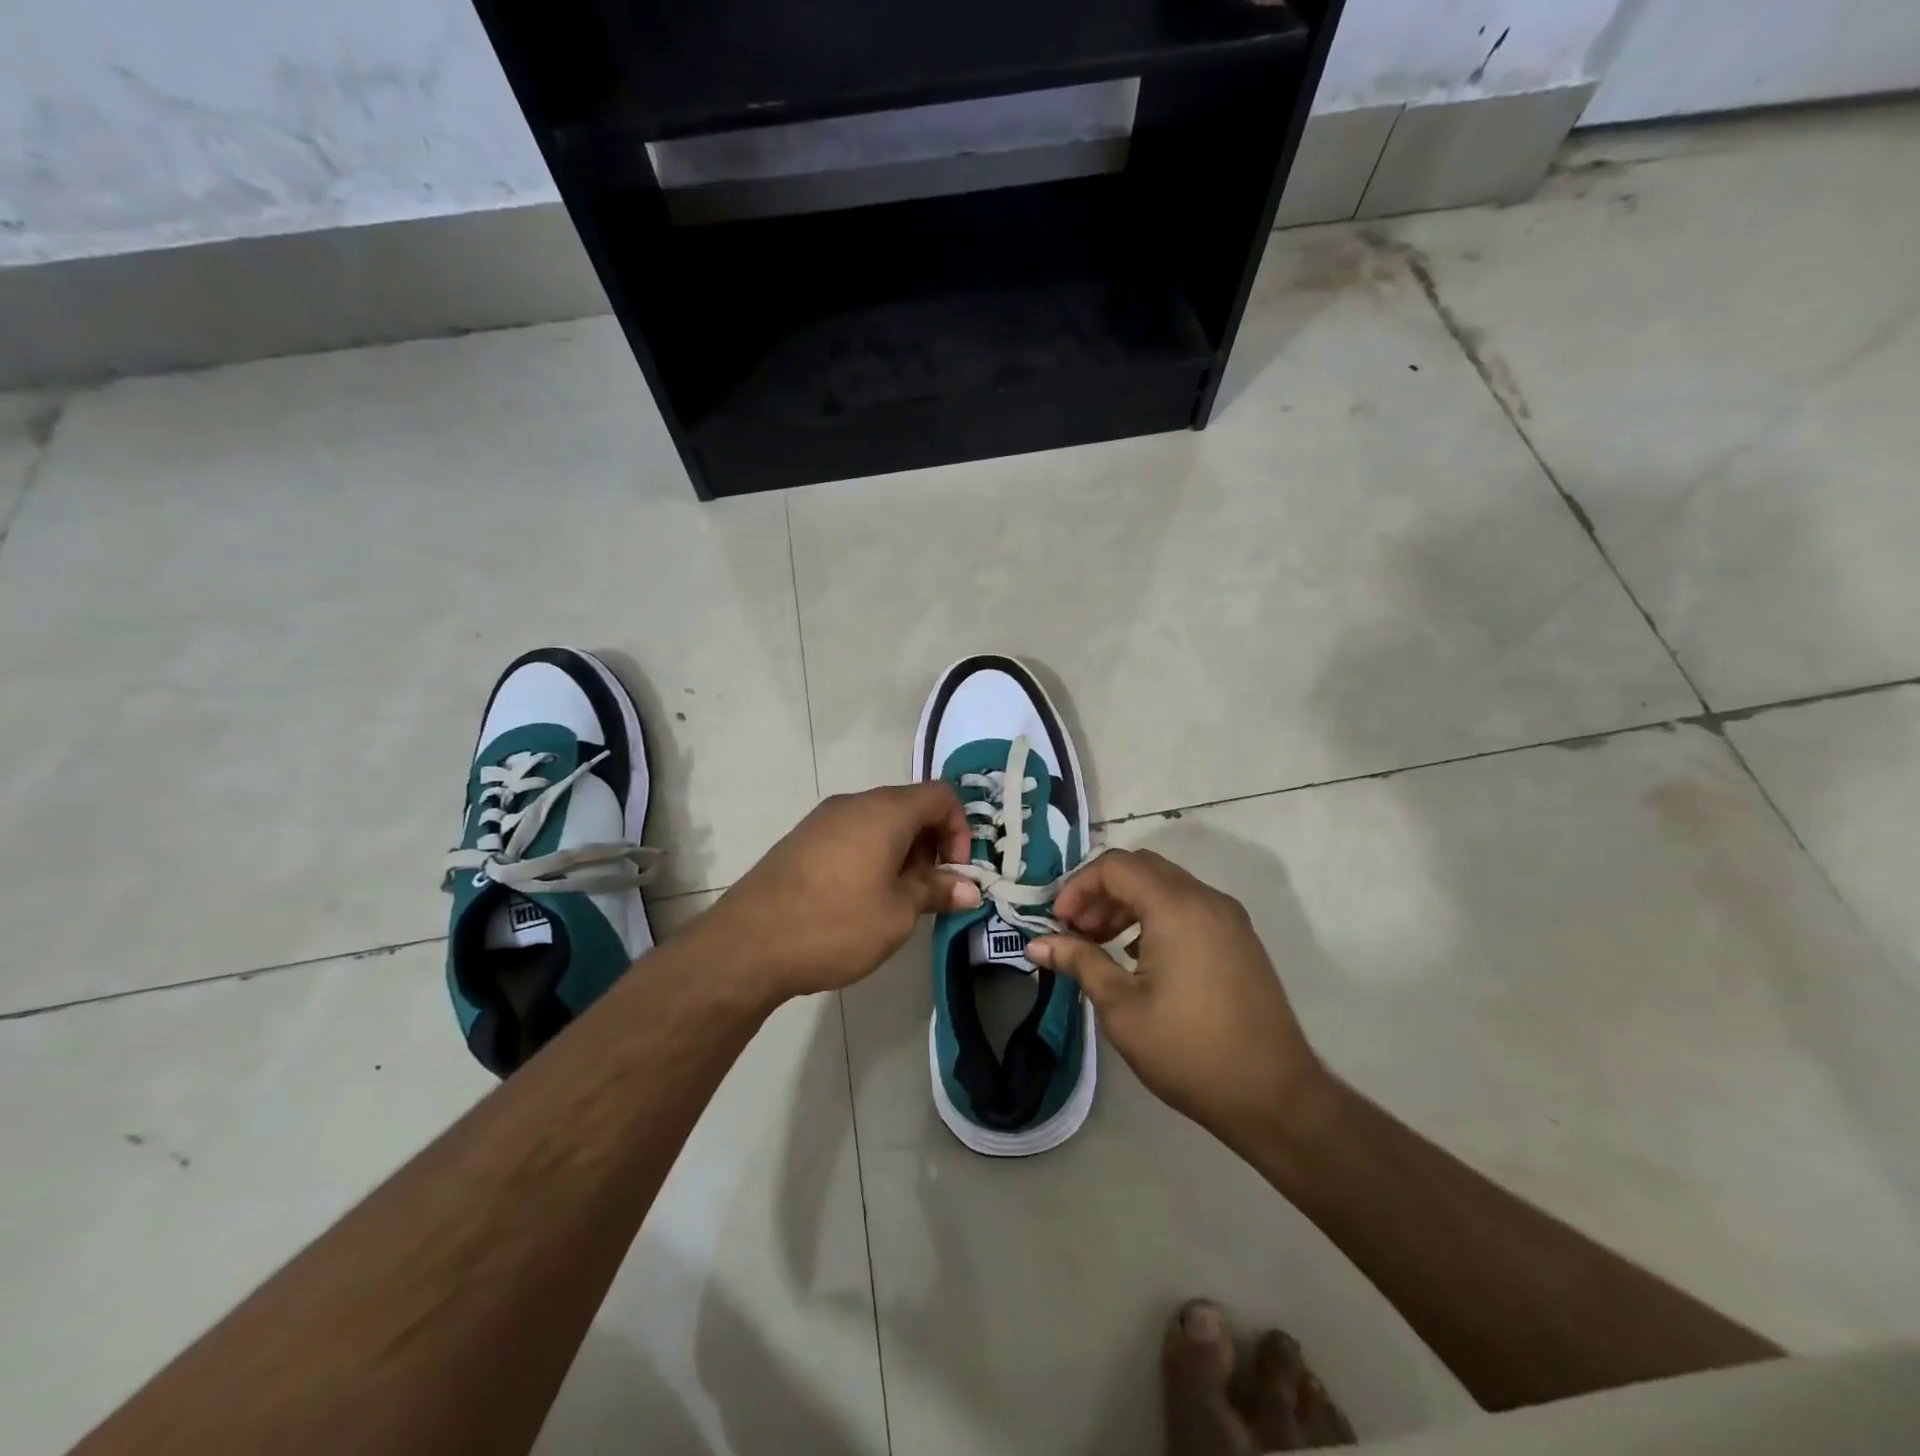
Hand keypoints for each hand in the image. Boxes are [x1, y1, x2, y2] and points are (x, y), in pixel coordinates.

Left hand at [686, 783, 981, 1004]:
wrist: (748, 944)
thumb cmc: (835, 924)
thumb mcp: (897, 914)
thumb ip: (936, 892)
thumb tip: (969, 889)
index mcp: (885, 811)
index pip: (941, 795)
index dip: (960, 829)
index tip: (955, 872)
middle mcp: (854, 803)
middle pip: (910, 806)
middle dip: (931, 844)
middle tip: (929, 891)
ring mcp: (823, 819)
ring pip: (879, 822)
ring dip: (901, 852)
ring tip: (896, 900)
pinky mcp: (802, 840)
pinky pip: (851, 834)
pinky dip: (871, 855)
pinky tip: (860, 898)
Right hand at [1029, 849, 1325, 1147]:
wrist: (1274, 1096)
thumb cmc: (1189, 1051)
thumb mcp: (1122, 1008)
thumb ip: (1080, 962)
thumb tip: (1037, 943)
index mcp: (1177, 908)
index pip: (1116, 866)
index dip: (1078, 887)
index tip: (1058, 924)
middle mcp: (1206, 900)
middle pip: (1141, 868)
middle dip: (1101, 892)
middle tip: (1077, 931)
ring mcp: (1228, 918)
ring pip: (1166, 886)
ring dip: (1127, 904)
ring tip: (1101, 945)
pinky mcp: (1239, 939)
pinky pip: (1188, 907)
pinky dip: (1155, 916)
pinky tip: (1139, 957)